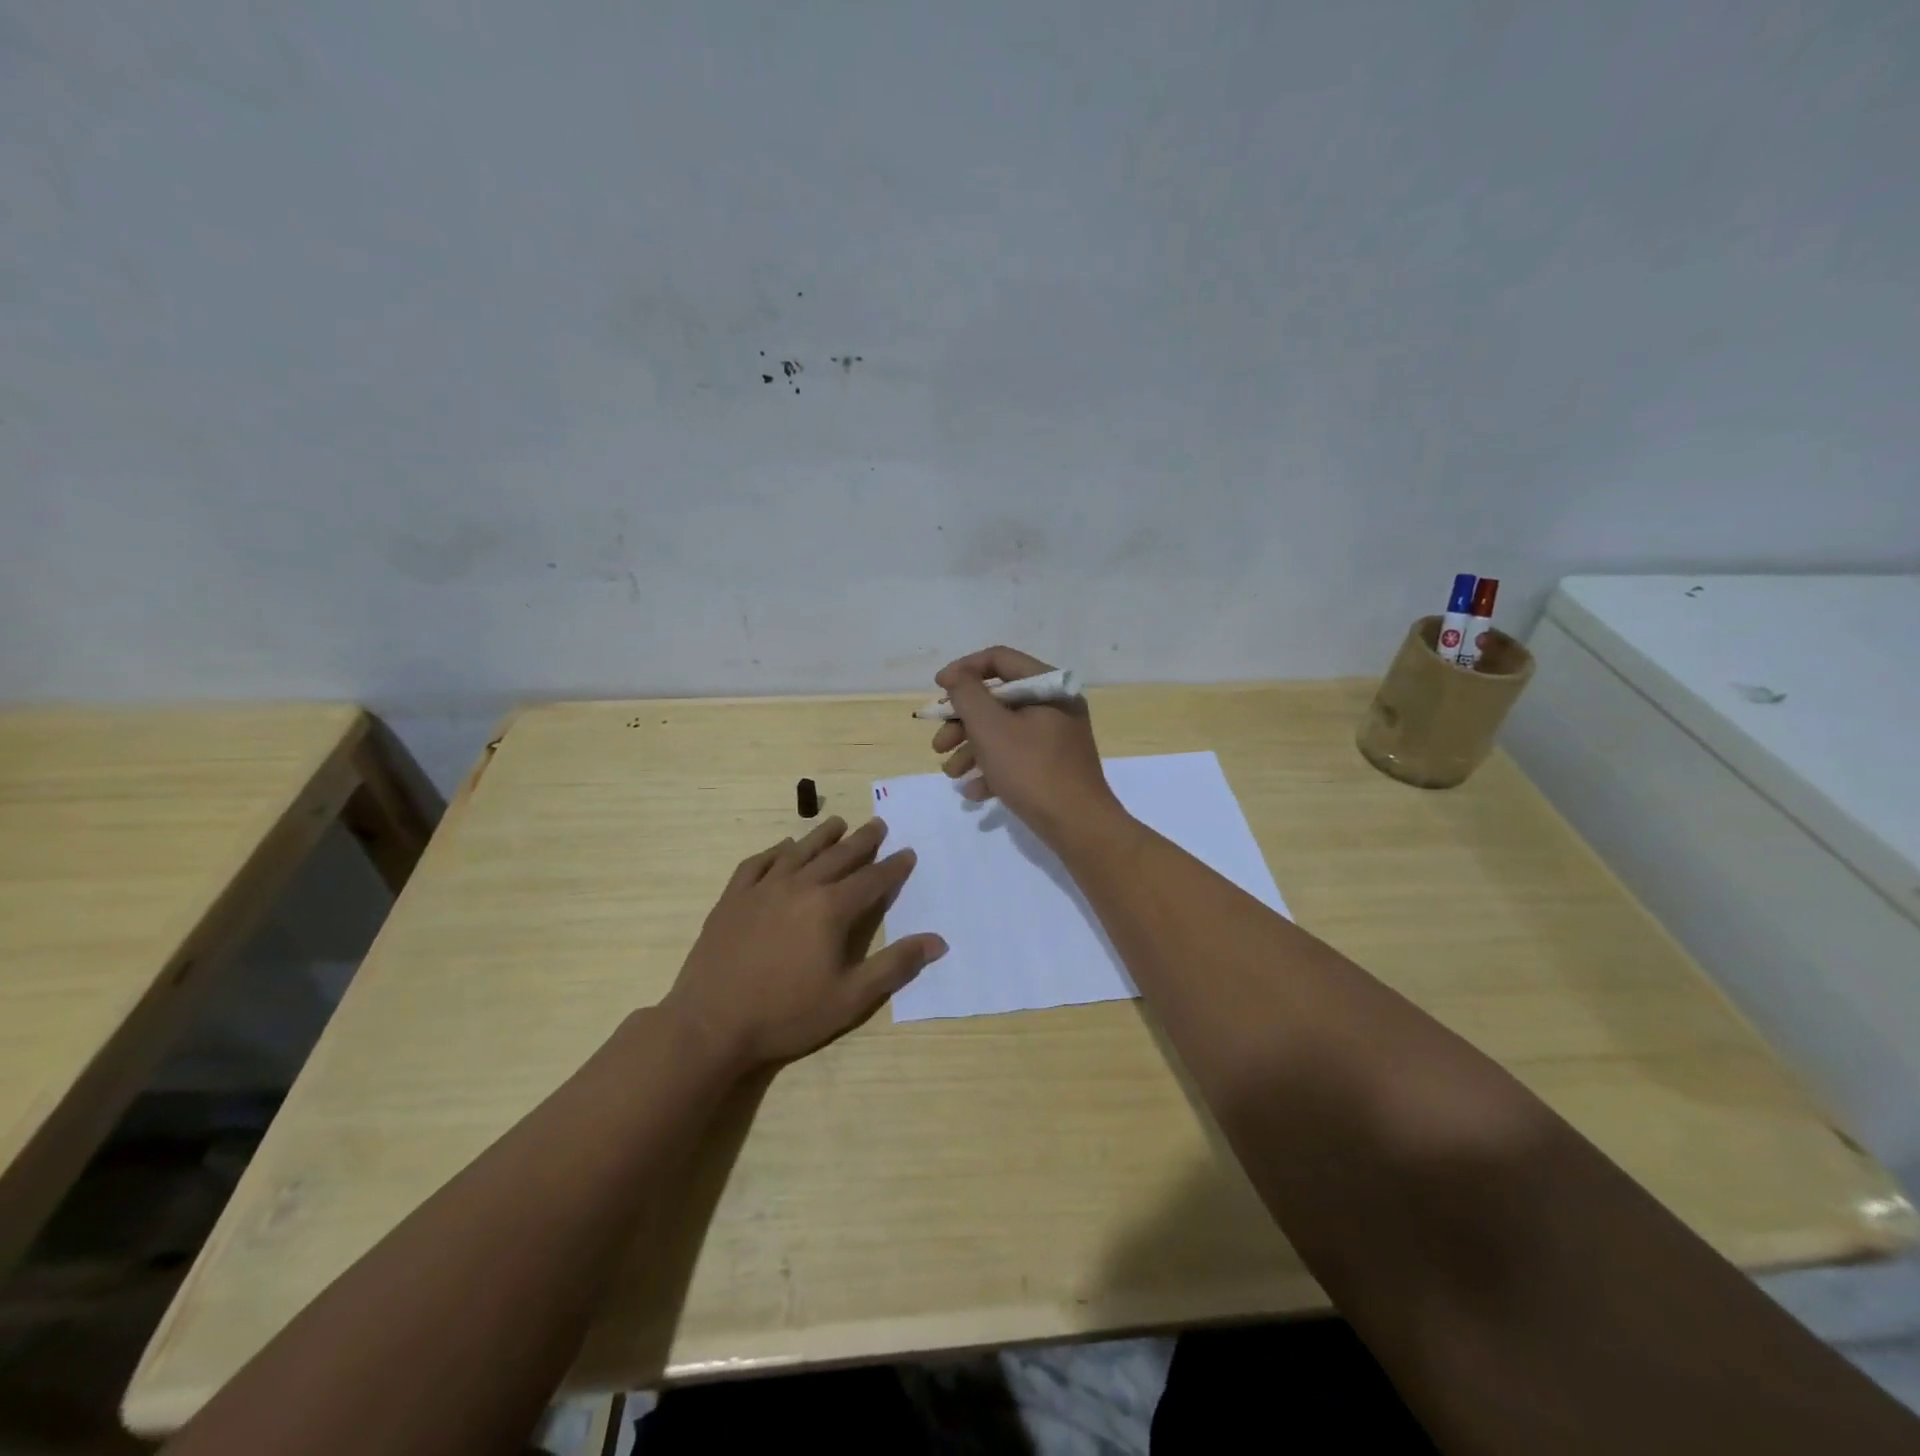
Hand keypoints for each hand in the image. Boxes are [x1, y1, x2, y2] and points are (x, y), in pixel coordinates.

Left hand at [662, 817, 945, 1072]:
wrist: (710, 1024)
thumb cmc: (786, 1014)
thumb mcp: (850, 998)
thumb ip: (895, 966)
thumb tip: (938, 941)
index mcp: (831, 908)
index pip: (872, 880)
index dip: (893, 867)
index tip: (907, 852)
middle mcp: (800, 887)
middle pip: (838, 856)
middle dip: (863, 841)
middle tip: (878, 824)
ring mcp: (762, 888)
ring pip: (800, 852)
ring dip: (822, 836)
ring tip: (838, 824)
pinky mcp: (733, 898)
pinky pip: (758, 863)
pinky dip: (776, 851)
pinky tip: (783, 848)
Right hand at [931, 645, 1122, 846]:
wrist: (1079, 827)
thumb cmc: (1032, 770)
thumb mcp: (991, 728)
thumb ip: (967, 695)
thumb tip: (956, 675)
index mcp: (1048, 687)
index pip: (1000, 660)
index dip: (964, 670)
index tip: (938, 688)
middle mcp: (1055, 706)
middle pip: (998, 699)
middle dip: (962, 721)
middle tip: (939, 744)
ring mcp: (1055, 738)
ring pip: (1003, 732)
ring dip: (971, 749)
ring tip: (951, 773)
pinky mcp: (1053, 767)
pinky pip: (1016, 758)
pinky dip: (992, 770)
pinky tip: (974, 792)